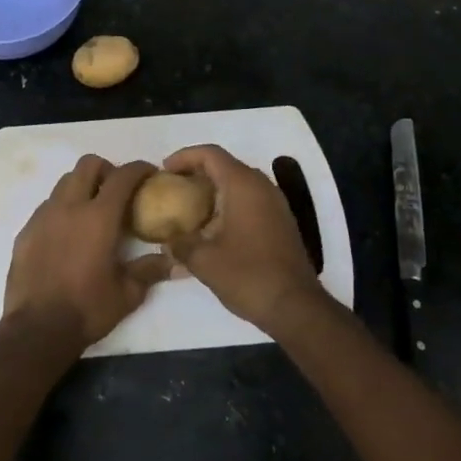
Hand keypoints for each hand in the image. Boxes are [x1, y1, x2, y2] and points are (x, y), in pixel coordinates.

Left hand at [3, 156, 172, 347]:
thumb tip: (173, 261)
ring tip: (92, 211)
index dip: (139, 169)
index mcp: (98, 217)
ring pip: (65, 183)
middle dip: (107, 169)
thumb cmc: (87, 309)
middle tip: (118, 190)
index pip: (122, 176)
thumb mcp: (127, 294)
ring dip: (82, 187)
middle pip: (88, 165)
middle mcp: (69, 207)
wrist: (36, 329)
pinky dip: (62, 208)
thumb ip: (149, 270)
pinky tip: (68, 234)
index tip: (150, 173)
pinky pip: (47, 206)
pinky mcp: (26, 231)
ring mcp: (43, 216)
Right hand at [161, 144, 324, 334]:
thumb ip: (180, 244)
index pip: (210, 154)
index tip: (164, 170)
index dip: (184, 156)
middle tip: (173, 187)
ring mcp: (275, 204)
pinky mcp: (281, 222)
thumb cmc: (248, 275)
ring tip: (188, 207)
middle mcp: (262, 187)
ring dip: (213, 190)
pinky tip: (212, 228)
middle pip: (225, 165)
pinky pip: (250, 200)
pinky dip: (228, 204)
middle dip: (197, 172)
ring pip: (239, 184)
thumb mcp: (203, 261)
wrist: (295, 306)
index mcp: (243, 186)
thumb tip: (168, 240)